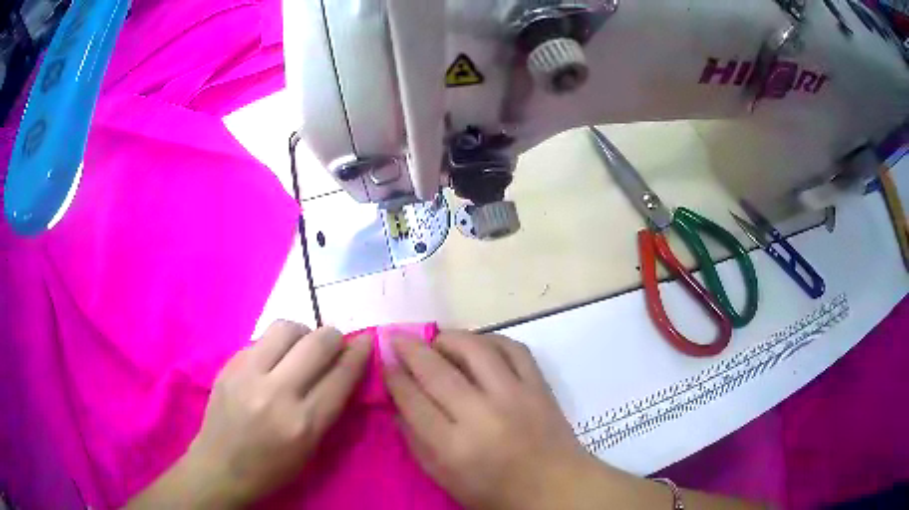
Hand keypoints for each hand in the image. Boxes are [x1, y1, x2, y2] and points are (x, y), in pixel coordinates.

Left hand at [130, 321, 371, 507]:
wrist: (220, 467)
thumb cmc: (272, 468)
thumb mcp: (311, 448)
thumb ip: (328, 407)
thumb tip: (343, 369)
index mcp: (303, 423)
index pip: (341, 376)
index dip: (359, 354)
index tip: (367, 341)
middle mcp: (277, 393)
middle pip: (317, 343)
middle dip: (334, 337)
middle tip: (335, 343)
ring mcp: (248, 374)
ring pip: (286, 328)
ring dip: (303, 333)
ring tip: (301, 347)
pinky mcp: (229, 364)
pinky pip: (261, 339)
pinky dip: (276, 344)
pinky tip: (273, 359)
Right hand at [384, 331, 596, 509]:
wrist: (555, 488)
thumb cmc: (495, 492)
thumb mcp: (444, 479)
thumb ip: (416, 442)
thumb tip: (399, 403)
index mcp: (454, 446)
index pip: (413, 400)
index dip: (393, 377)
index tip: (384, 363)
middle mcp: (482, 415)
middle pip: (436, 370)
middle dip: (410, 349)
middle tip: (396, 338)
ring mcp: (514, 395)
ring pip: (475, 349)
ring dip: (449, 338)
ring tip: (436, 340)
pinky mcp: (539, 386)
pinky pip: (513, 348)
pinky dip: (491, 340)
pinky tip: (478, 345)